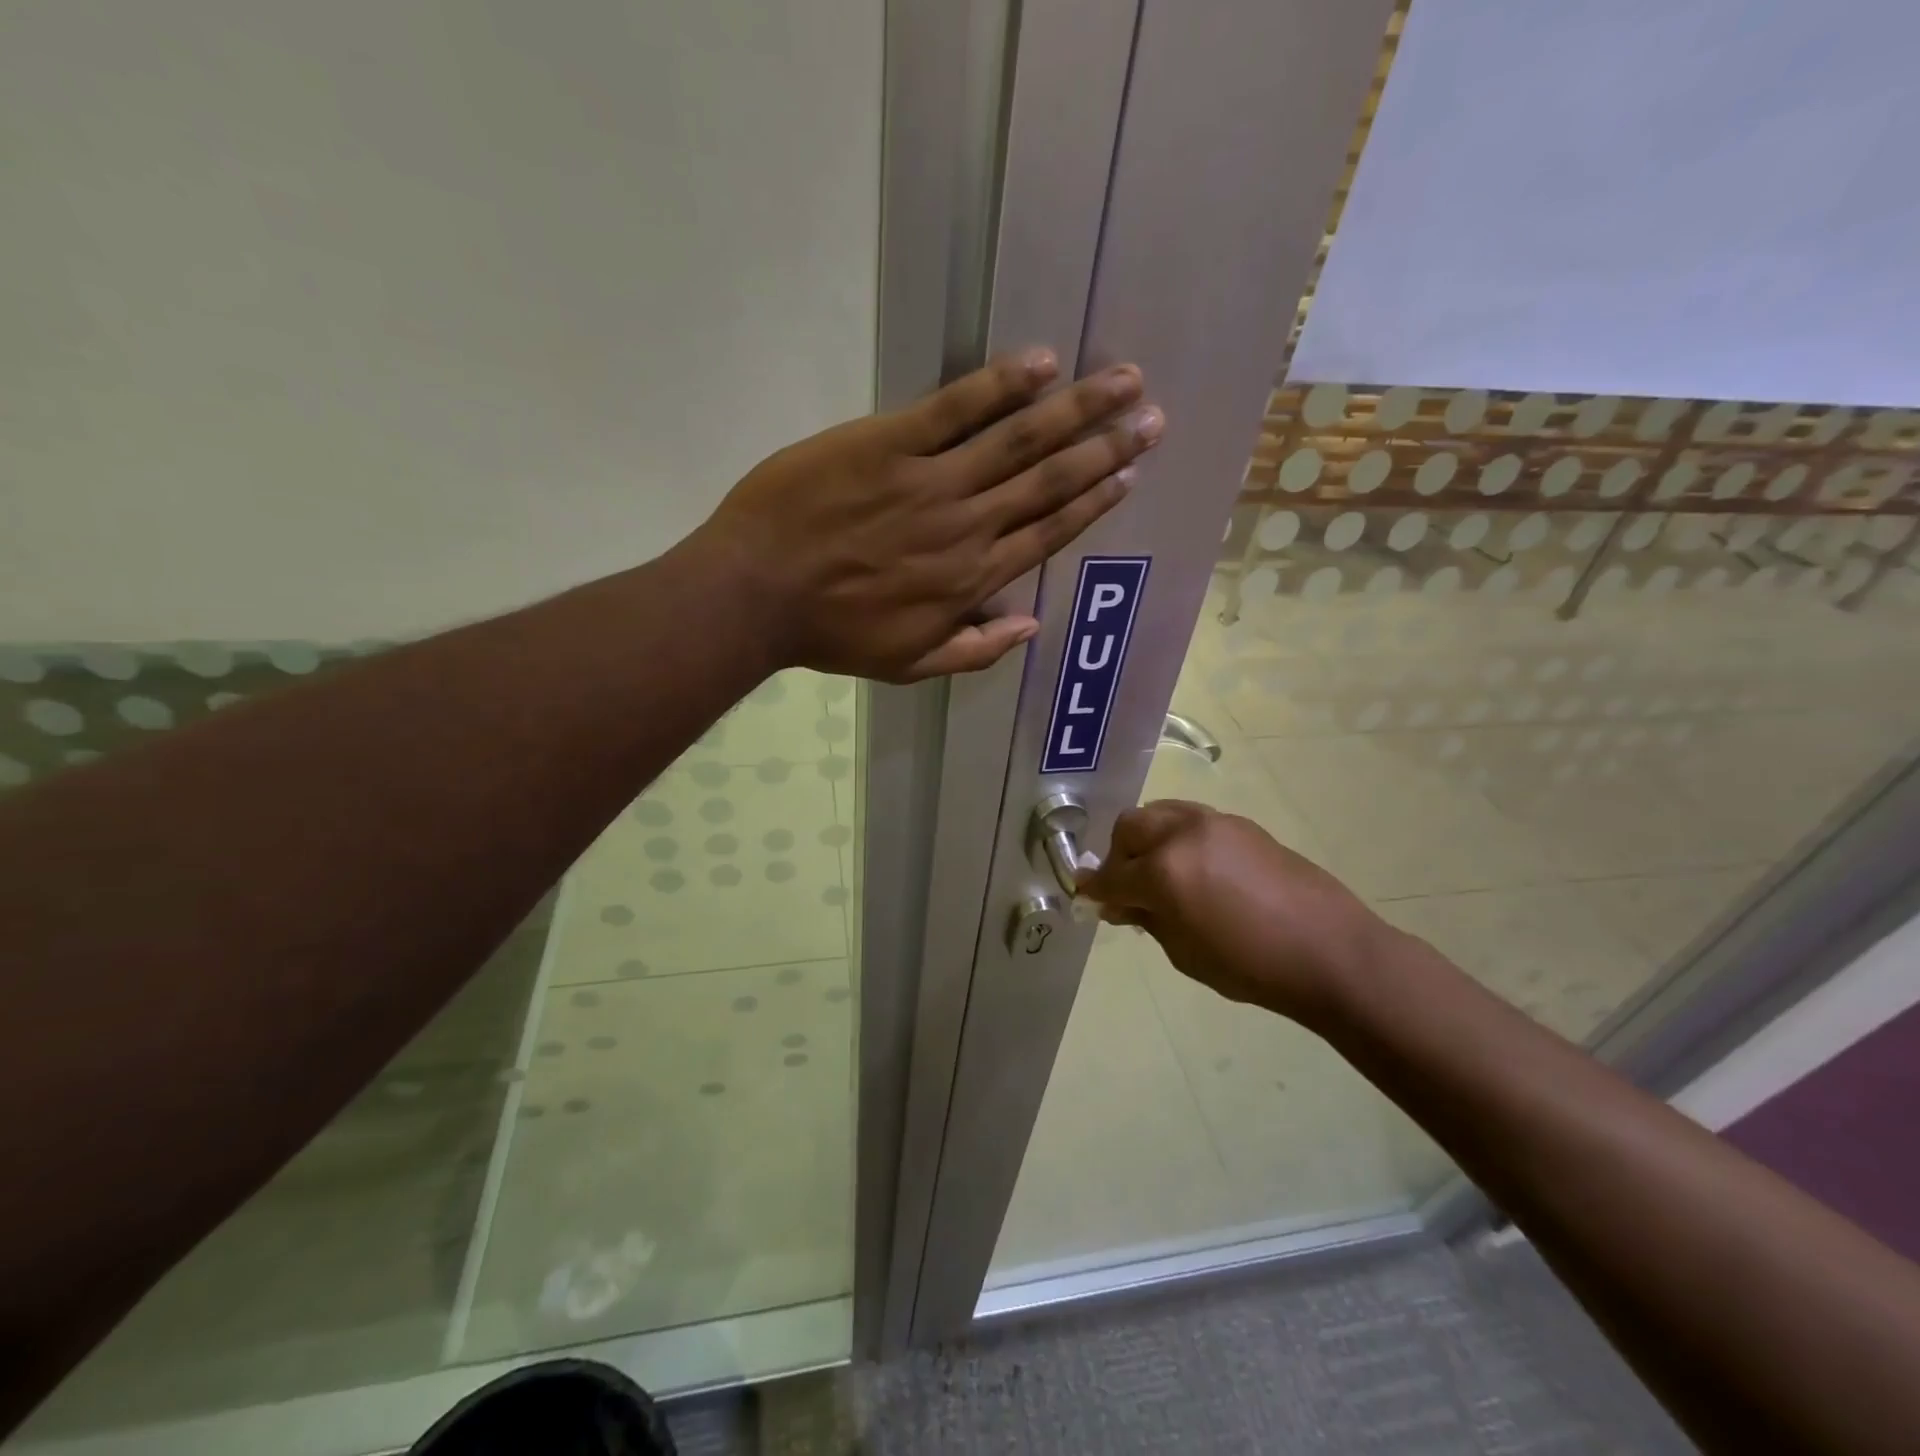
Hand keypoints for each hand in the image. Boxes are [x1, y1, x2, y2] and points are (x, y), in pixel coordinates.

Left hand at [695, 348, 1162, 681]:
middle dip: (1105, 448)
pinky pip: (954, 409)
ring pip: (1017, 441)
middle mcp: (966, 527)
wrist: (758, 594)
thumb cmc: (832, 634)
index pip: (1046, 534)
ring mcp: (930, 482)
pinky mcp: (888, 443)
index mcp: (971, 580)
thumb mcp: (909, 665)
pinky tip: (1041, 363)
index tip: (1128, 475)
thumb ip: (975, 651)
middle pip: (1048, 482)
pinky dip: (1000, 385)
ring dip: (1074, 410)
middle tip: (1150, 417)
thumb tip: (1031, 627)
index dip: (1092, 502)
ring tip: (1122, 381)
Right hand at [1080, 801, 1396, 1023]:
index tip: (1086, 897)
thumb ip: (1147, 919)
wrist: (1330, 951)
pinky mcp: (1241, 824)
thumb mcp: (1184, 952)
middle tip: (1126, 886)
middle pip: (1129, 827)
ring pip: (1159, 812)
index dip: (1094, 889)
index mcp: (1163, 871)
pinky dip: (1178, 837)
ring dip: (1147, 838)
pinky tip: (1195, 868)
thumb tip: (1121, 904)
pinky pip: (1191, 819)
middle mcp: (1182, 834)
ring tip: (1159, 870)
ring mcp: (1214, 823)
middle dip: (1118, 855)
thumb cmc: (1251, 966)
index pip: (1110, 876)